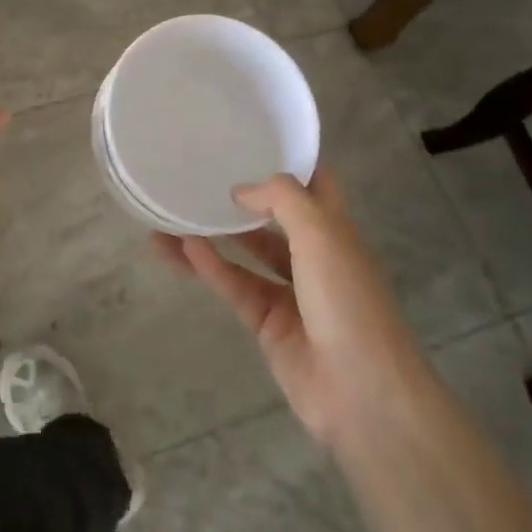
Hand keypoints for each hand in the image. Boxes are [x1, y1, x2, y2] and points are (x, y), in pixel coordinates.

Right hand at [153, 170, 415, 447]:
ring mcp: (290, 292)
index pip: (314, 183)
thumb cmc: (348, 301)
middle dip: (241, 199)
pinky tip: (180, 248)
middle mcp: (314, 256)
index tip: (250, 139)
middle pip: (273, 218)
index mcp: (336, 230)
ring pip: (245, 254)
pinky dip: (210, 267)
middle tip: (198, 176)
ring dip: (212, 235)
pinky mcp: (267, 324)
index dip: (288, 161)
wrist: (362, 392)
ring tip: (170, 215)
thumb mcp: (322, 234)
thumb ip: (282, 199)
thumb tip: (241, 190)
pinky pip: (234, 286)